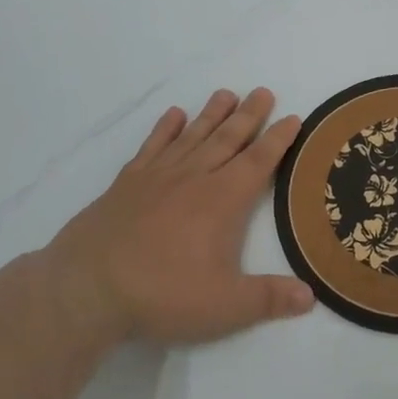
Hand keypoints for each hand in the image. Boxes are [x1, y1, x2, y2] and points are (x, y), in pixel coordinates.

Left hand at [38, 88, 314, 346]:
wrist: (85, 290)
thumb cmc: (162, 294)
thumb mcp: (225, 306)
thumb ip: (269, 299)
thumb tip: (311, 297)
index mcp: (223, 200)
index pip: (259, 161)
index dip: (278, 139)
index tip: (293, 117)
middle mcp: (194, 178)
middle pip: (228, 139)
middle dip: (249, 116)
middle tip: (263, 92)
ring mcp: (157, 177)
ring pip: (192, 136)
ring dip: (211, 114)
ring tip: (226, 93)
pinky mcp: (127, 184)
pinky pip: (152, 147)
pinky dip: (165, 129)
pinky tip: (173, 116)